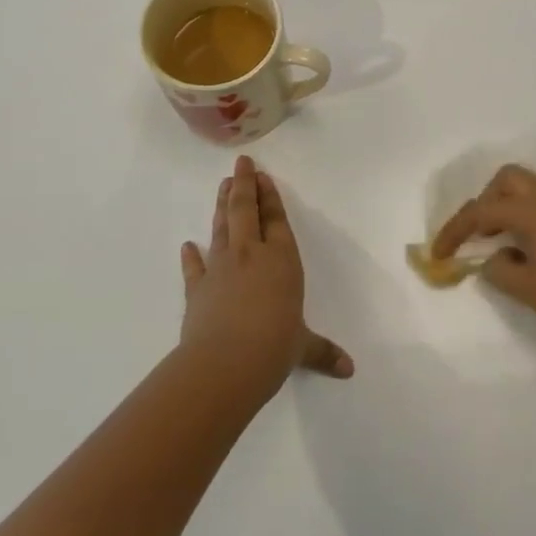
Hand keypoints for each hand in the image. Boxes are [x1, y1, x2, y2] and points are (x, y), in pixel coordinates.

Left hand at [179, 156, 353, 399]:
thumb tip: (348, 370)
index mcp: (281, 259)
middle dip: (243, 185)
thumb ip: (323, 351)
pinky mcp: (197, 288)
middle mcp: (250, 254)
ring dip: (221, 206)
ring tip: (222, 186)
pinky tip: (188, 245)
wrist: (224, 364)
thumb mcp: (302, 347)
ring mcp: (220, 268)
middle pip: (245, 210)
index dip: (269, 196)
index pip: (275, 219)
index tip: (262, 175)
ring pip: (221, 228)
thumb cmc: (273, 347)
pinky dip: (191, 256)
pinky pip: (194, 266)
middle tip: (240, 165)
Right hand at [430, 165, 535, 356]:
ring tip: (509, 244)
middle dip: (487, 201)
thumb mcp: (527, 289)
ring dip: (514, 207)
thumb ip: (498, 269)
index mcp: (532, 209)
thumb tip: (493, 258)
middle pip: (508, 179)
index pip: (480, 211)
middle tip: (481, 234)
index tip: (439, 253)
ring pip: (535, 189)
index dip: (454, 230)